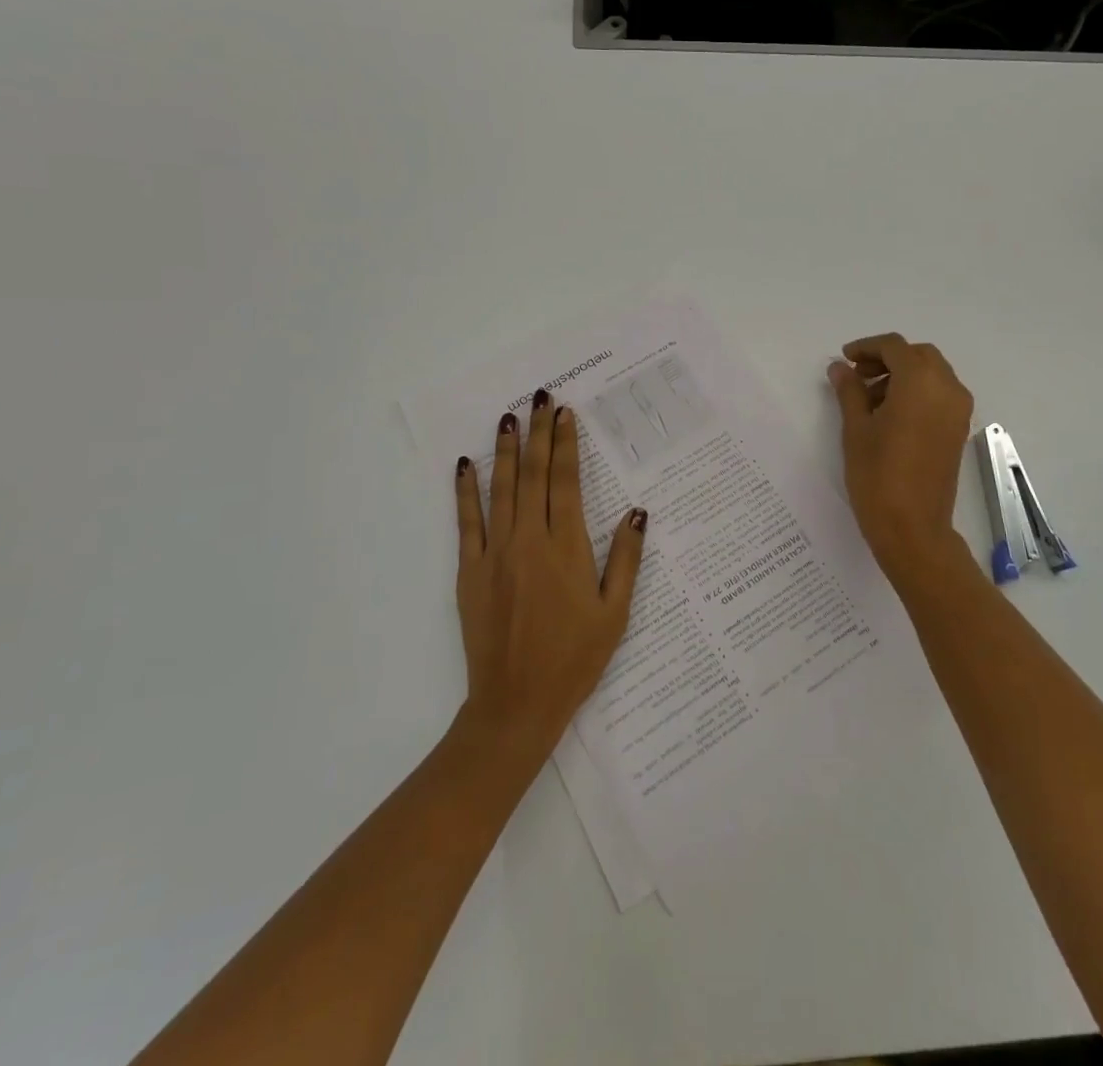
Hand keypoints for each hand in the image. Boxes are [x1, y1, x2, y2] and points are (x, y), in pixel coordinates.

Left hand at [452, 388, 644, 766]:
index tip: (564, 414)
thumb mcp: (615, 613)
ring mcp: (495, 554)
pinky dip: (466, 491)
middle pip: (534, 475)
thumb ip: (625, 560)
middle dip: (537, 433)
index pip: (565, 482)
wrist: (517, 704)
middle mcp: (530, 541)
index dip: (565, 444)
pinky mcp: (470, 572)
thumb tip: (636, 512)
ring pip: (501, 489)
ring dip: (506, 451)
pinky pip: (467, 522)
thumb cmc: (574, 659)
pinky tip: (465, 465)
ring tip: (508, 417)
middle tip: (540, 397)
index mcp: (567, 549)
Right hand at [828, 334, 974, 582]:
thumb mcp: (856, 429)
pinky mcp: (959, 429)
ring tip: (869, 398)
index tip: (844, 359)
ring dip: (902, 375)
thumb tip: (840, 368)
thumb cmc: (877, 475)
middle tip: (857, 375)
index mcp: (920, 382)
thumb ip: (849, 391)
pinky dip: (917, 391)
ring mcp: (958, 410)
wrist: (912, 527)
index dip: (867, 347)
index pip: (894, 347)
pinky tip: (890, 414)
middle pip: (918, 356)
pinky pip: (940, 394)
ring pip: (932, 373)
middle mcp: (947, 388)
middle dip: (887, 359)